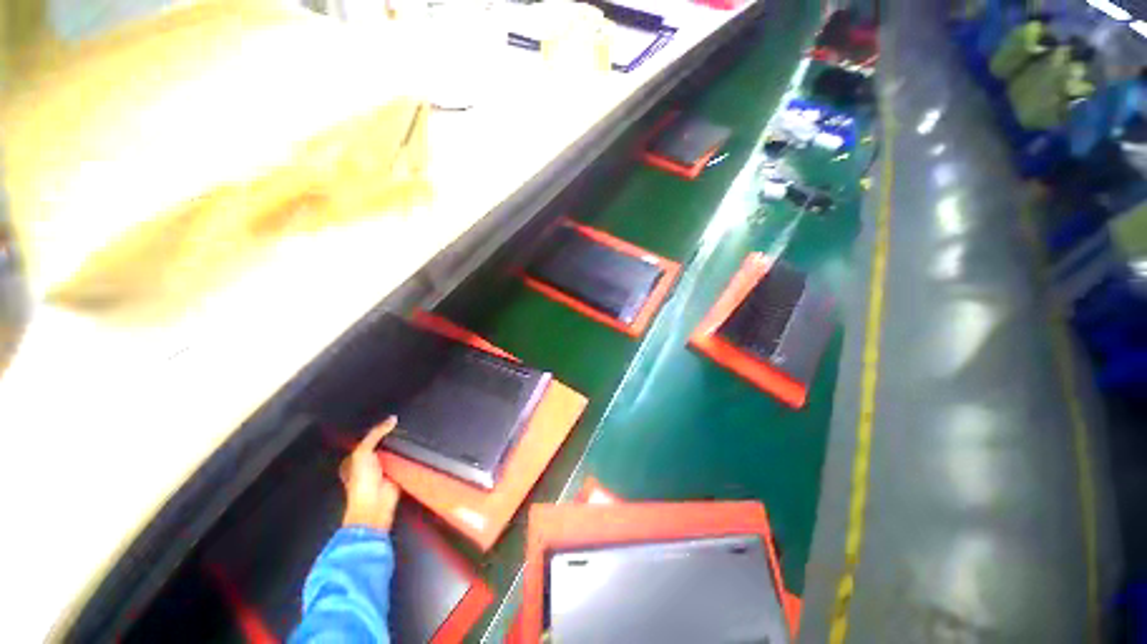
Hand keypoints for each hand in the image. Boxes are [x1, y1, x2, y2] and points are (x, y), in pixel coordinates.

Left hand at [341, 416, 401, 531]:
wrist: (375, 504)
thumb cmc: (361, 481)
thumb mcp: (363, 452)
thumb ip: (376, 434)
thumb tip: (392, 419)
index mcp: (357, 458)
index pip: (369, 439)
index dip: (378, 429)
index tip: (390, 419)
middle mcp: (371, 463)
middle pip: (385, 444)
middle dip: (393, 437)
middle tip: (403, 425)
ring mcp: (386, 468)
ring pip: (397, 451)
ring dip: (403, 446)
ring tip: (412, 433)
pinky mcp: (399, 473)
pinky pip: (406, 460)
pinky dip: (411, 455)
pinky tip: (416, 446)